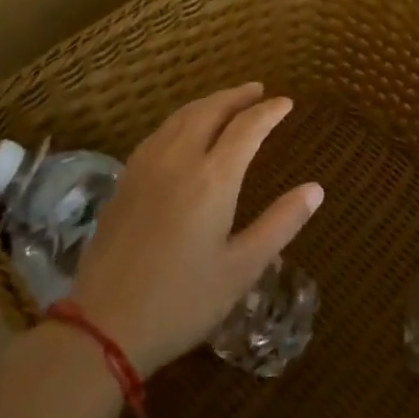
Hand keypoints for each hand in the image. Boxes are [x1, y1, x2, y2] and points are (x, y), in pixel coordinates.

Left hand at [65, 84, 323, 376]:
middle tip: (258, 91)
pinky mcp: (125, 180)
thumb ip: (281, 223)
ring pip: (181, 116)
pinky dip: (182, 119)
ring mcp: (146, 166)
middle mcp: (178, 159)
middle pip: (211, 110)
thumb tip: (315, 189)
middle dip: (237, 96)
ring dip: (209, 103)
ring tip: (227, 102)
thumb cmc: (182, 301)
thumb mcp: (242, 268)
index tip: (286, 103)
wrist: (102, 326)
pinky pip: (159, 132)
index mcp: (213, 178)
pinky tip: (184, 130)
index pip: (247, 127)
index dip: (269, 112)